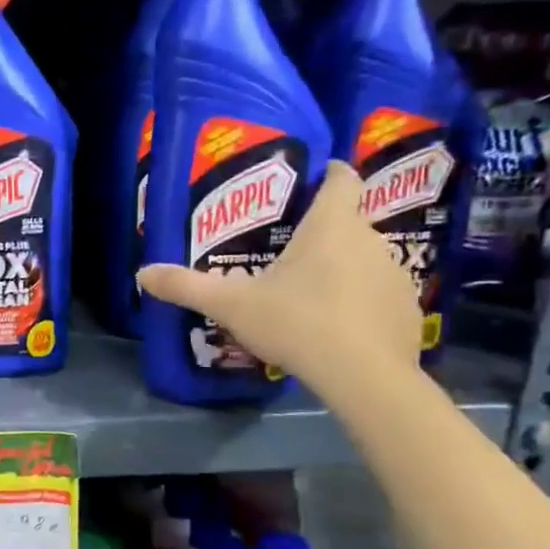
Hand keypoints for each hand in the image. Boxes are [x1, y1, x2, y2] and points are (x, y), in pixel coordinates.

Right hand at [136, 161, 419, 388]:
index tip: (313, 178)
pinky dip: (359, 301)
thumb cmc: (297, 322)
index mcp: (331, 226)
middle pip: (348, 222)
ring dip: (340, 267)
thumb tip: (142, 274)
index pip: (342, 179)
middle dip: (321, 231)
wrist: (364, 376)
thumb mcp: (231, 305)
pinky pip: (378, 293)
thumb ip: (187, 286)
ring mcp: (395, 274)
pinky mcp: (406, 309)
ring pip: (363, 259)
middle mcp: (370, 240)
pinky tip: (336, 325)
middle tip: (285, 249)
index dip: (330, 172)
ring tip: (308, 292)